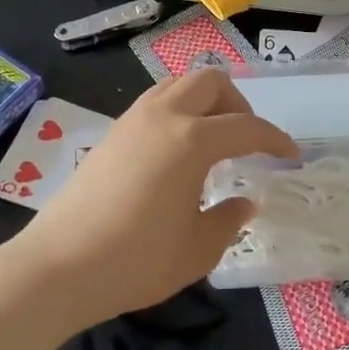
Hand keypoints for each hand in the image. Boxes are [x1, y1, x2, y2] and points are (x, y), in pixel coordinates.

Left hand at [9, 68, 296, 325]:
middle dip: (238, 105)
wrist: (58, 267)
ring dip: (205, 102)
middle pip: (210, 82)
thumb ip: (229, 219)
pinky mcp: (111, 133)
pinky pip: (156, 102)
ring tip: (213, 140)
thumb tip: (245, 202)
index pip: (247, 127)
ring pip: (178, 84)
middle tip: (246, 141)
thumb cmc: (136, 260)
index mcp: (192, 140)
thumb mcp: (198, 249)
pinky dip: (179, 111)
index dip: (275, 139)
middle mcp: (164, 116)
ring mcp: (132, 120)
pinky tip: (177, 152)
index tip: (290, 156)